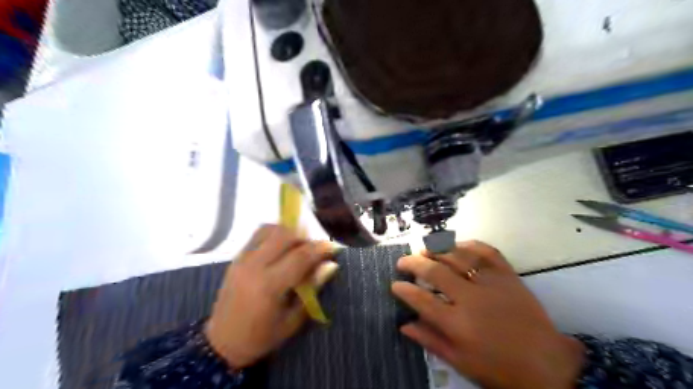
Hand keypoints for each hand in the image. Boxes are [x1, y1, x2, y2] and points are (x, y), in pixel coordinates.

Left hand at [204, 225, 337, 367]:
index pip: (300, 256)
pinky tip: (281, 248)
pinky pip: (258, 235)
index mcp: (269, 286)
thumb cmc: (262, 337)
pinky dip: (274, 234)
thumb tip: (330, 265)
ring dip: (288, 233)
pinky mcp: (236, 258)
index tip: (333, 247)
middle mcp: (254, 266)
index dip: (320, 248)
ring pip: (270, 229)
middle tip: (314, 250)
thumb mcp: (293, 319)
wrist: (222, 343)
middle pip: (284, 235)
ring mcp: (242, 259)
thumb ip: (312, 288)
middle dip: (304, 237)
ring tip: (297, 247)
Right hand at [392, 241, 580, 386]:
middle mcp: (471, 298)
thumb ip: (430, 340)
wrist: (548, 365)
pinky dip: (468, 244)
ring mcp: (491, 283)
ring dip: (436, 250)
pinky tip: (456, 245)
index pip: (421, 300)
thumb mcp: (461, 362)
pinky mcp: (508, 275)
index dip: (404, 290)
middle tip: (403, 262)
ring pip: (457, 256)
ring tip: (423, 250)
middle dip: (413, 263)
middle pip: (435, 272)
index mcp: (458, 324)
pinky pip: (486, 251)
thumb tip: (404, 324)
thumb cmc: (500, 369)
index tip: (395, 284)